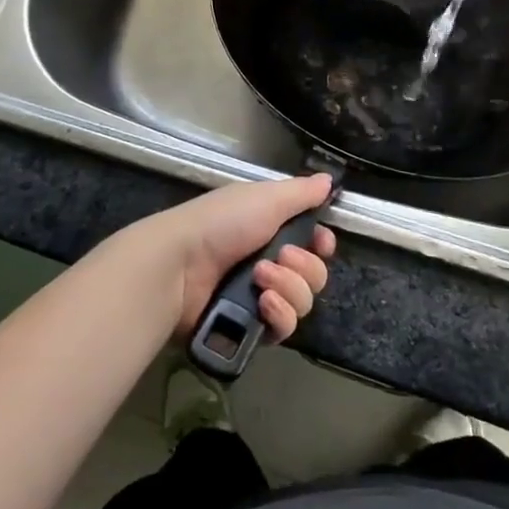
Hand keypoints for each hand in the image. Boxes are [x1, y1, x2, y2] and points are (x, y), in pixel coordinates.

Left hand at [129, 176, 337, 343]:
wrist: (179, 265)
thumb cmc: (221, 222)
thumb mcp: (265, 198)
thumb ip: (301, 192)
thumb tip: (329, 179)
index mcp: (270, 228)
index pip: (313, 242)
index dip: (322, 244)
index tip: (321, 242)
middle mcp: (269, 262)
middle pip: (314, 274)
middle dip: (304, 266)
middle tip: (280, 257)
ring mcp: (259, 297)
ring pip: (303, 302)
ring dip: (289, 288)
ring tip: (260, 279)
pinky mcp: (250, 327)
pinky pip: (284, 328)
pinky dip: (279, 315)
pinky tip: (262, 304)